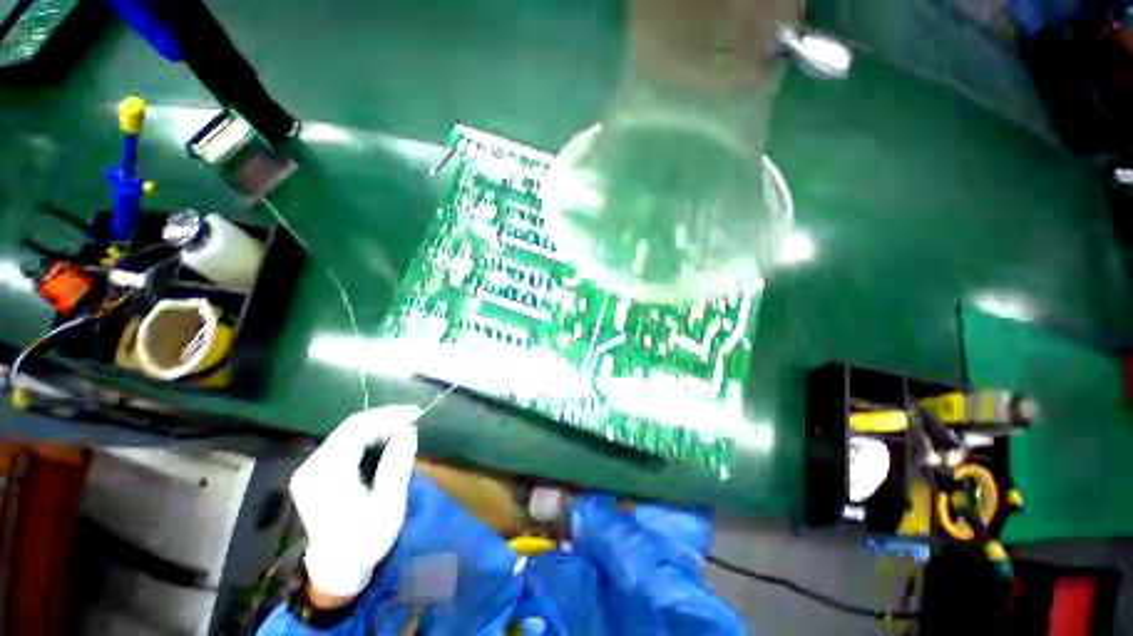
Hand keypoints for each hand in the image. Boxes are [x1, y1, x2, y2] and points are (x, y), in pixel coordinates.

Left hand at [290, 405, 420, 598]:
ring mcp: (311, 468)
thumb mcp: (388, 506)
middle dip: (385, 418)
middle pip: (351, 427)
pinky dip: (370, 436)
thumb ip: (397, 465)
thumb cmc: (365, 540)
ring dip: (379, 425)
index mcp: (326, 474)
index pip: (357, 430)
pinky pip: (345, 442)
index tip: (416, 414)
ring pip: (348, 432)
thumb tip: (409, 431)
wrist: (338, 567)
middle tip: (414, 417)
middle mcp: (312, 466)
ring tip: (405, 425)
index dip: (388, 416)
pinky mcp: (316, 472)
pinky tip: (387, 438)